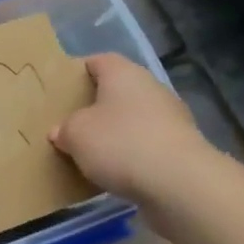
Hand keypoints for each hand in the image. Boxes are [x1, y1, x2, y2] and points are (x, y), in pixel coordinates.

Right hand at [50, 54, 210, 202]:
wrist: (180, 183)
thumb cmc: (120, 144)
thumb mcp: (75, 135)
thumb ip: (65, 129)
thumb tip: (61, 132)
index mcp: (123, 73)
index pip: (98, 61)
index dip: (78, 72)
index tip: (61, 90)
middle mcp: (150, 87)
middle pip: (118, 90)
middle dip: (96, 105)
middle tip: (72, 123)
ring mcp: (172, 117)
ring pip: (134, 117)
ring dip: (116, 131)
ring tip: (92, 151)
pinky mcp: (183, 147)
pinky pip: (148, 143)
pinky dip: (133, 152)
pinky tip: (117, 170)